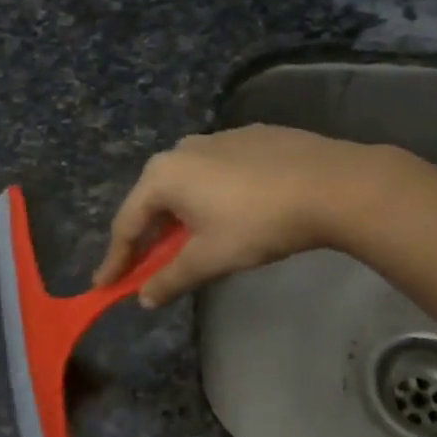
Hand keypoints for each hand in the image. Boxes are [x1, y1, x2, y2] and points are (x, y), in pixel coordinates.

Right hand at [93, 126, 381, 306]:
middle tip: (146, 266)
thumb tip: (144, 299)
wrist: (331, 184)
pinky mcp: (250, 137)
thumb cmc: (259, 223)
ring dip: (180, 215)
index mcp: (163, 175)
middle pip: (153, 200)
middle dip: (148, 236)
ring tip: (189, 242)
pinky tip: (231, 212)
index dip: (116, 260)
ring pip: (186, 183)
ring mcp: (218, 138)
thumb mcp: (210, 258)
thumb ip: (171, 279)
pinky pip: (216, 172)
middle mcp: (182, 149)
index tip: (104, 285)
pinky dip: (210, 196)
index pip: (127, 224)